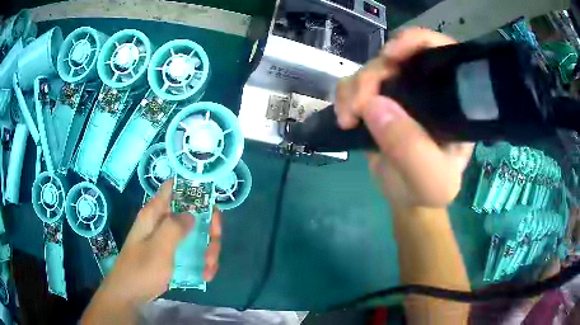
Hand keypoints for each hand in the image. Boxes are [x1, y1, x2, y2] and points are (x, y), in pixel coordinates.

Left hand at [94, 180, 221, 304]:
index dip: (193, 187)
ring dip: (208, 250)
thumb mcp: (159, 248)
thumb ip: (175, 227)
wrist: (130, 294)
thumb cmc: (141, 270)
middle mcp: (162, 222)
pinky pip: (192, 251)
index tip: (211, 200)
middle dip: (209, 229)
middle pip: (193, 213)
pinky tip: (205, 275)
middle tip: (213, 248)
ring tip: (209, 269)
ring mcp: (168, 239)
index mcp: (155, 214)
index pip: (174, 187)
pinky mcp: (172, 254)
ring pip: (196, 234)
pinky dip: (202, 261)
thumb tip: (192, 213)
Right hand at [335, 28, 473, 207]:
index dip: (417, 42)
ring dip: (354, 88)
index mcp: (452, 101)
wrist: (405, 197)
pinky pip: (355, 83)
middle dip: (373, 75)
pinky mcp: (378, 100)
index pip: (441, 53)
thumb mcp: (430, 181)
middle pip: (398, 57)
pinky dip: (344, 96)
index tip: (392, 56)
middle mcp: (428, 89)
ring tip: (349, 119)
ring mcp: (401, 92)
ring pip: (372, 68)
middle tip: (359, 108)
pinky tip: (345, 119)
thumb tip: (375, 105)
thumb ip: (412, 150)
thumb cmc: (427, 190)